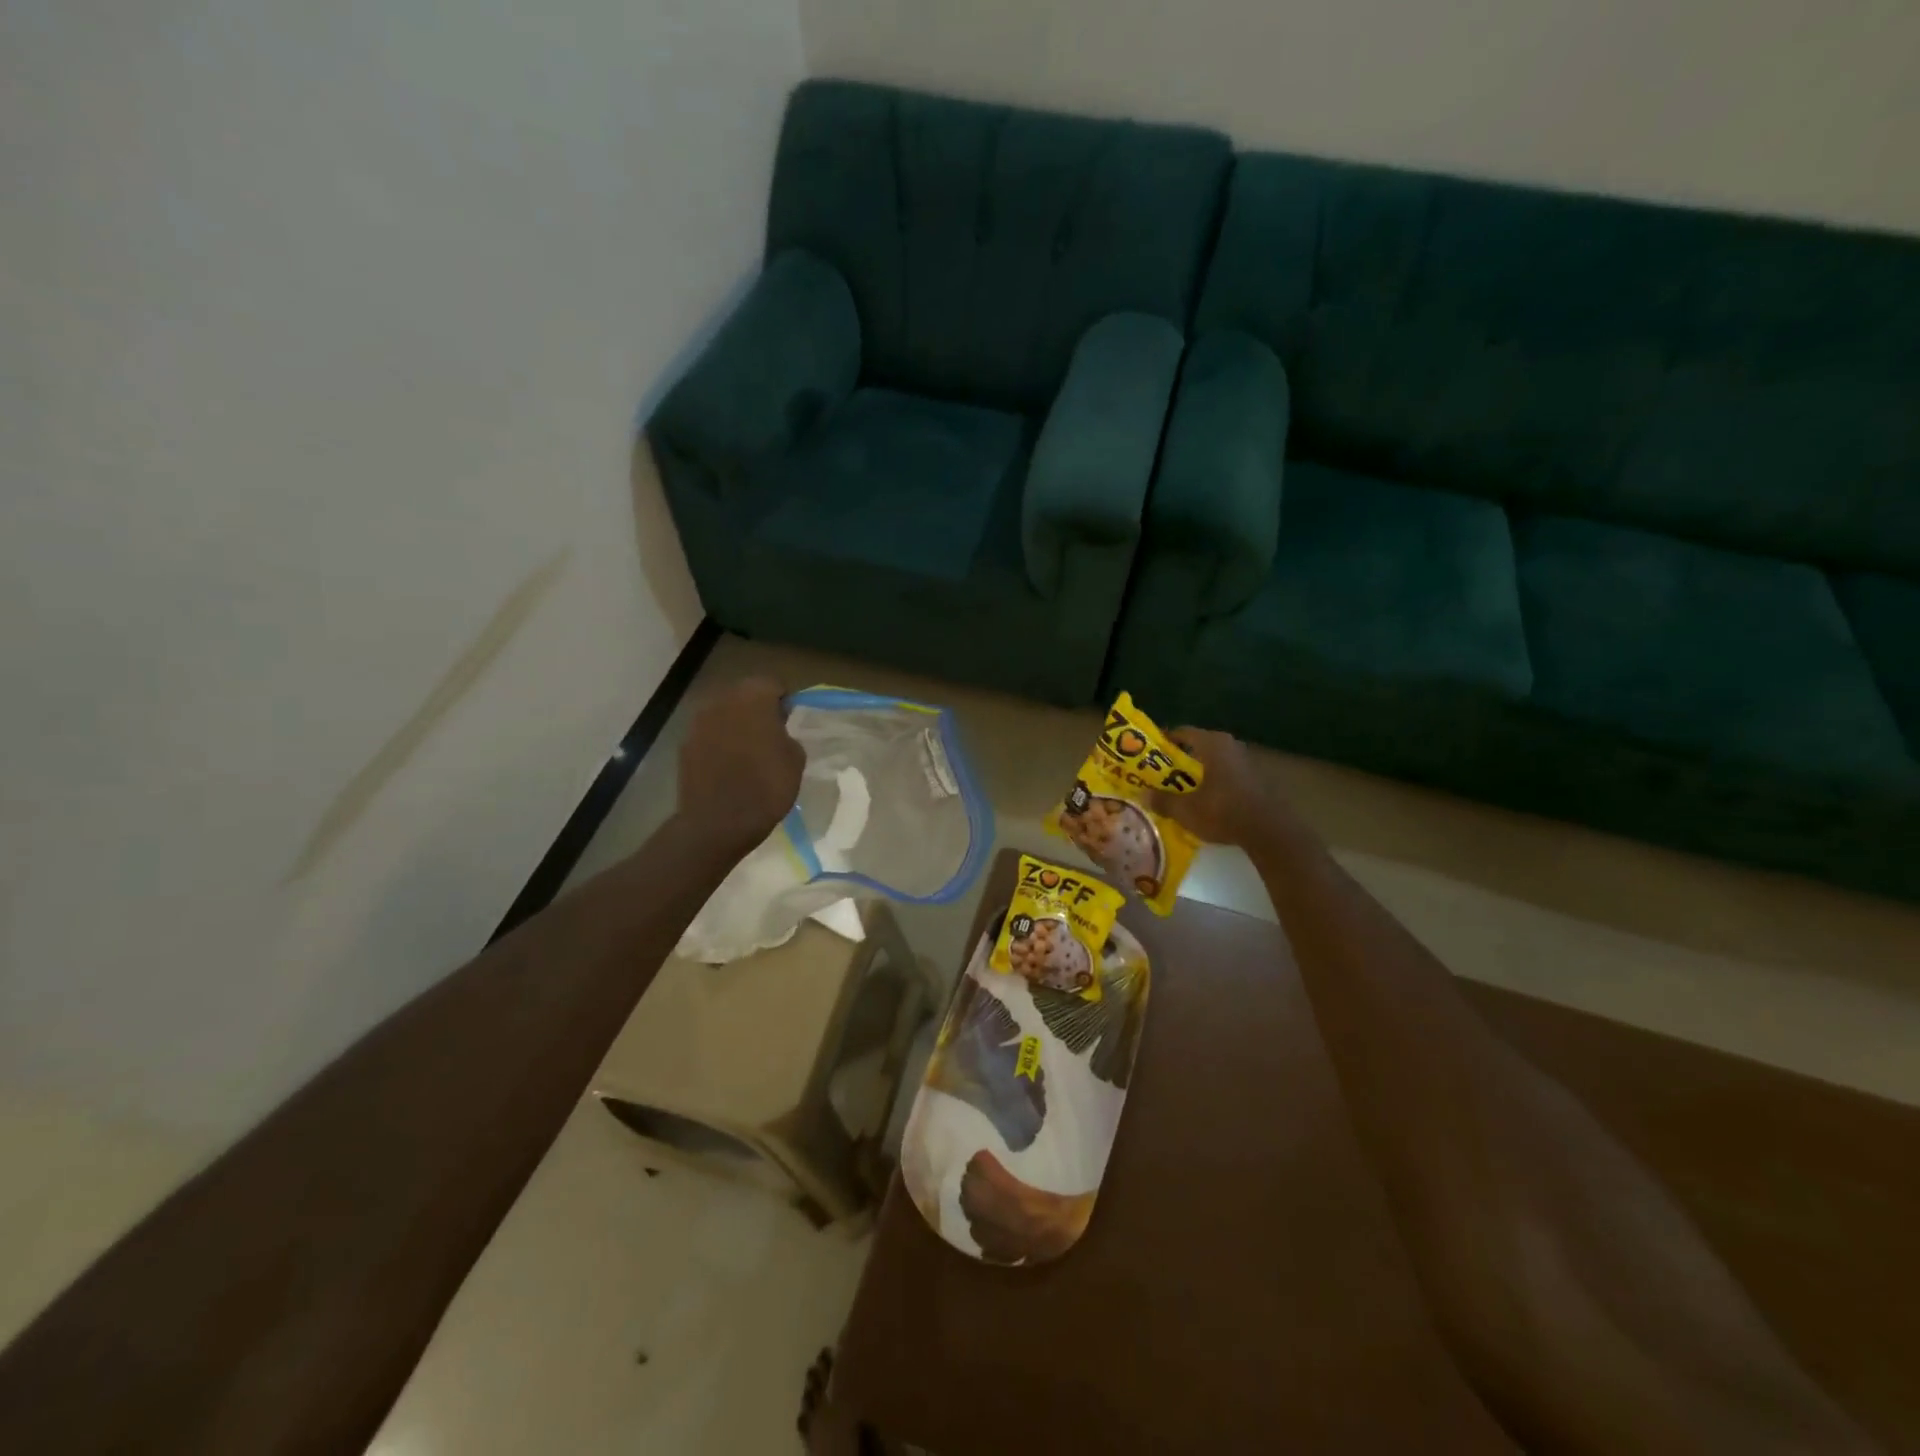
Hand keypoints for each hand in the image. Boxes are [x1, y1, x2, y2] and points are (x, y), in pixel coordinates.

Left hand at [675, 677, 804, 855]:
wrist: (717, 823)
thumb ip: (787, 735)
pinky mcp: (685, 744)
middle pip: (744, 694)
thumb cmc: (766, 788)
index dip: (783, 700)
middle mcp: (722, 701)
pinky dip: (719, 743)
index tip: (790, 720)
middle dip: (757, 709)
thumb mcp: (795, 760)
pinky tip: (729, 765)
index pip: (772, 684)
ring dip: (736, 725)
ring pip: (724, 713)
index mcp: (753, 698)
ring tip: (749, 750)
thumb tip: (777, 732)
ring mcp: (698, 722)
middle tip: (771, 733)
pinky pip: (709, 735)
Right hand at [1150, 726, 1285, 847]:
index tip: (1149, 753)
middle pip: (1199, 747)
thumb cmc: (1223, 811)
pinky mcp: (1256, 779)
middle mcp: (1230, 746)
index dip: (1164, 741)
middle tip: (1161, 774)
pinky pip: (1226, 775)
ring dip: (1198, 773)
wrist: (1269, 831)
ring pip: (1214, 762)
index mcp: (1212, 744)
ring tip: (1180, 789)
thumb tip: (1144, 795)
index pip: (1182, 732)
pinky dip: (1213, 783)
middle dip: (1179, 760)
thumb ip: (1163, 800)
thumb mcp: (1186, 809)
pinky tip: (1205, 800)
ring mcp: (1246, 762)